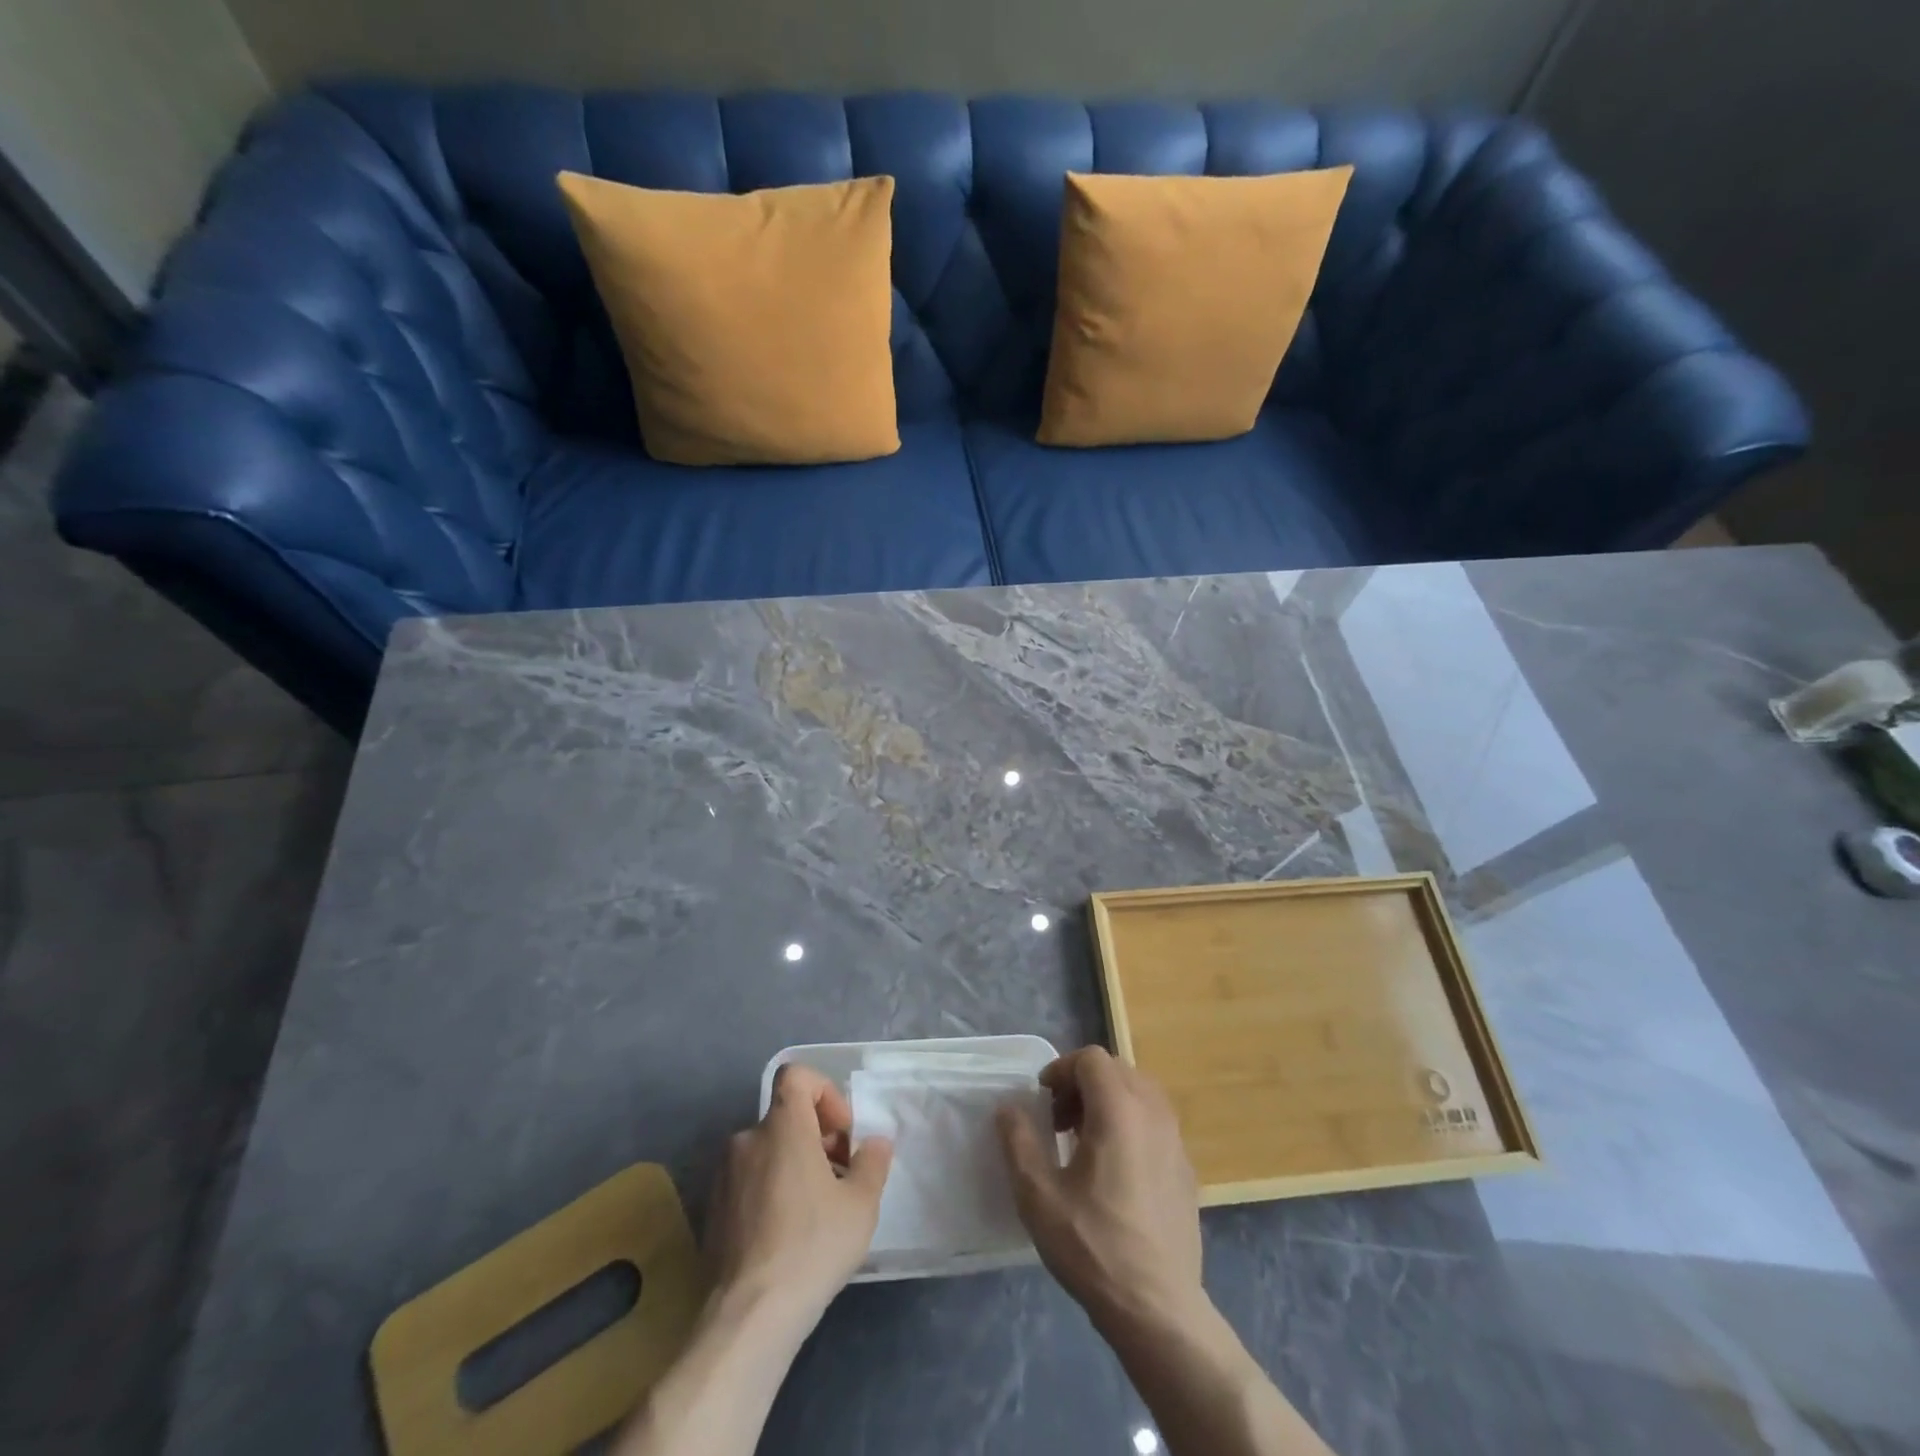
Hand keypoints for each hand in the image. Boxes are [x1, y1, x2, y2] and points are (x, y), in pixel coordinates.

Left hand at [704, 1063, 892, 1326]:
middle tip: (838, 1175)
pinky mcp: (712, 1210)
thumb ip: (872, 1162)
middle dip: (816, 1136)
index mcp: (782, 1126)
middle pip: (785, 1117)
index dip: (824, 1092)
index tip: (841, 1133)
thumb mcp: (861, 1204)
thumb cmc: (812, 1245)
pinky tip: (787, 1233)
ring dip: (794, 1164)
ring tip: (816, 1209)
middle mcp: (747, 1139)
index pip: (796, 1075)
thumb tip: (876, 1143)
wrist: (751, 1315)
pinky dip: (771, 1190)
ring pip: (767, 1150)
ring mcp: (724, 1176)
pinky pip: (749, 1180)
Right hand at [996, 1046, 1205, 1337]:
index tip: (1043, 1101)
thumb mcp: (1038, 1196)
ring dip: (1109, 1102)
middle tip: (1060, 1120)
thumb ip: (1018, 1142)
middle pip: (1117, 1070)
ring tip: (1085, 1142)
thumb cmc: (1093, 1246)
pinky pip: (1156, 1124)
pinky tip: (1115, 1172)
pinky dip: (1131, 1125)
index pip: (1091, 1058)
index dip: (1062, 1069)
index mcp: (1119, 1110)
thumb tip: (1008, 1109)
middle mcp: (1153, 1114)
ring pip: (1140, 1094)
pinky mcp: (1186, 1169)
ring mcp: (1176, 1141)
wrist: (1158, 1309)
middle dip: (1083, 1084)